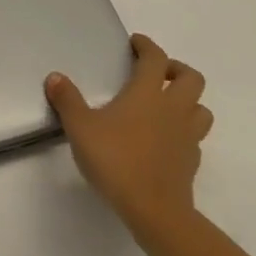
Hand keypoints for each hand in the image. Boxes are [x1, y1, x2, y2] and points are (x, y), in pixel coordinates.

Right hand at [46, 33, 211, 241]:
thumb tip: (55, 77)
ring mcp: (187, 136)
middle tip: (157, 73)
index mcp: (148, 92)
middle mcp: (173, 108)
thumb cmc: (117, 160)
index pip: (156, 58)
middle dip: (176, 70)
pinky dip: (184, 132)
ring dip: (188, 101)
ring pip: (201, 108)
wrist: (154, 211)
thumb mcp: (81, 128)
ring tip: (167, 105)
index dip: (147, 46)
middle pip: (191, 78)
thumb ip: (68, 100)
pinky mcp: (192, 163)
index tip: (136, 43)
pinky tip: (166, 141)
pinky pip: (195, 138)